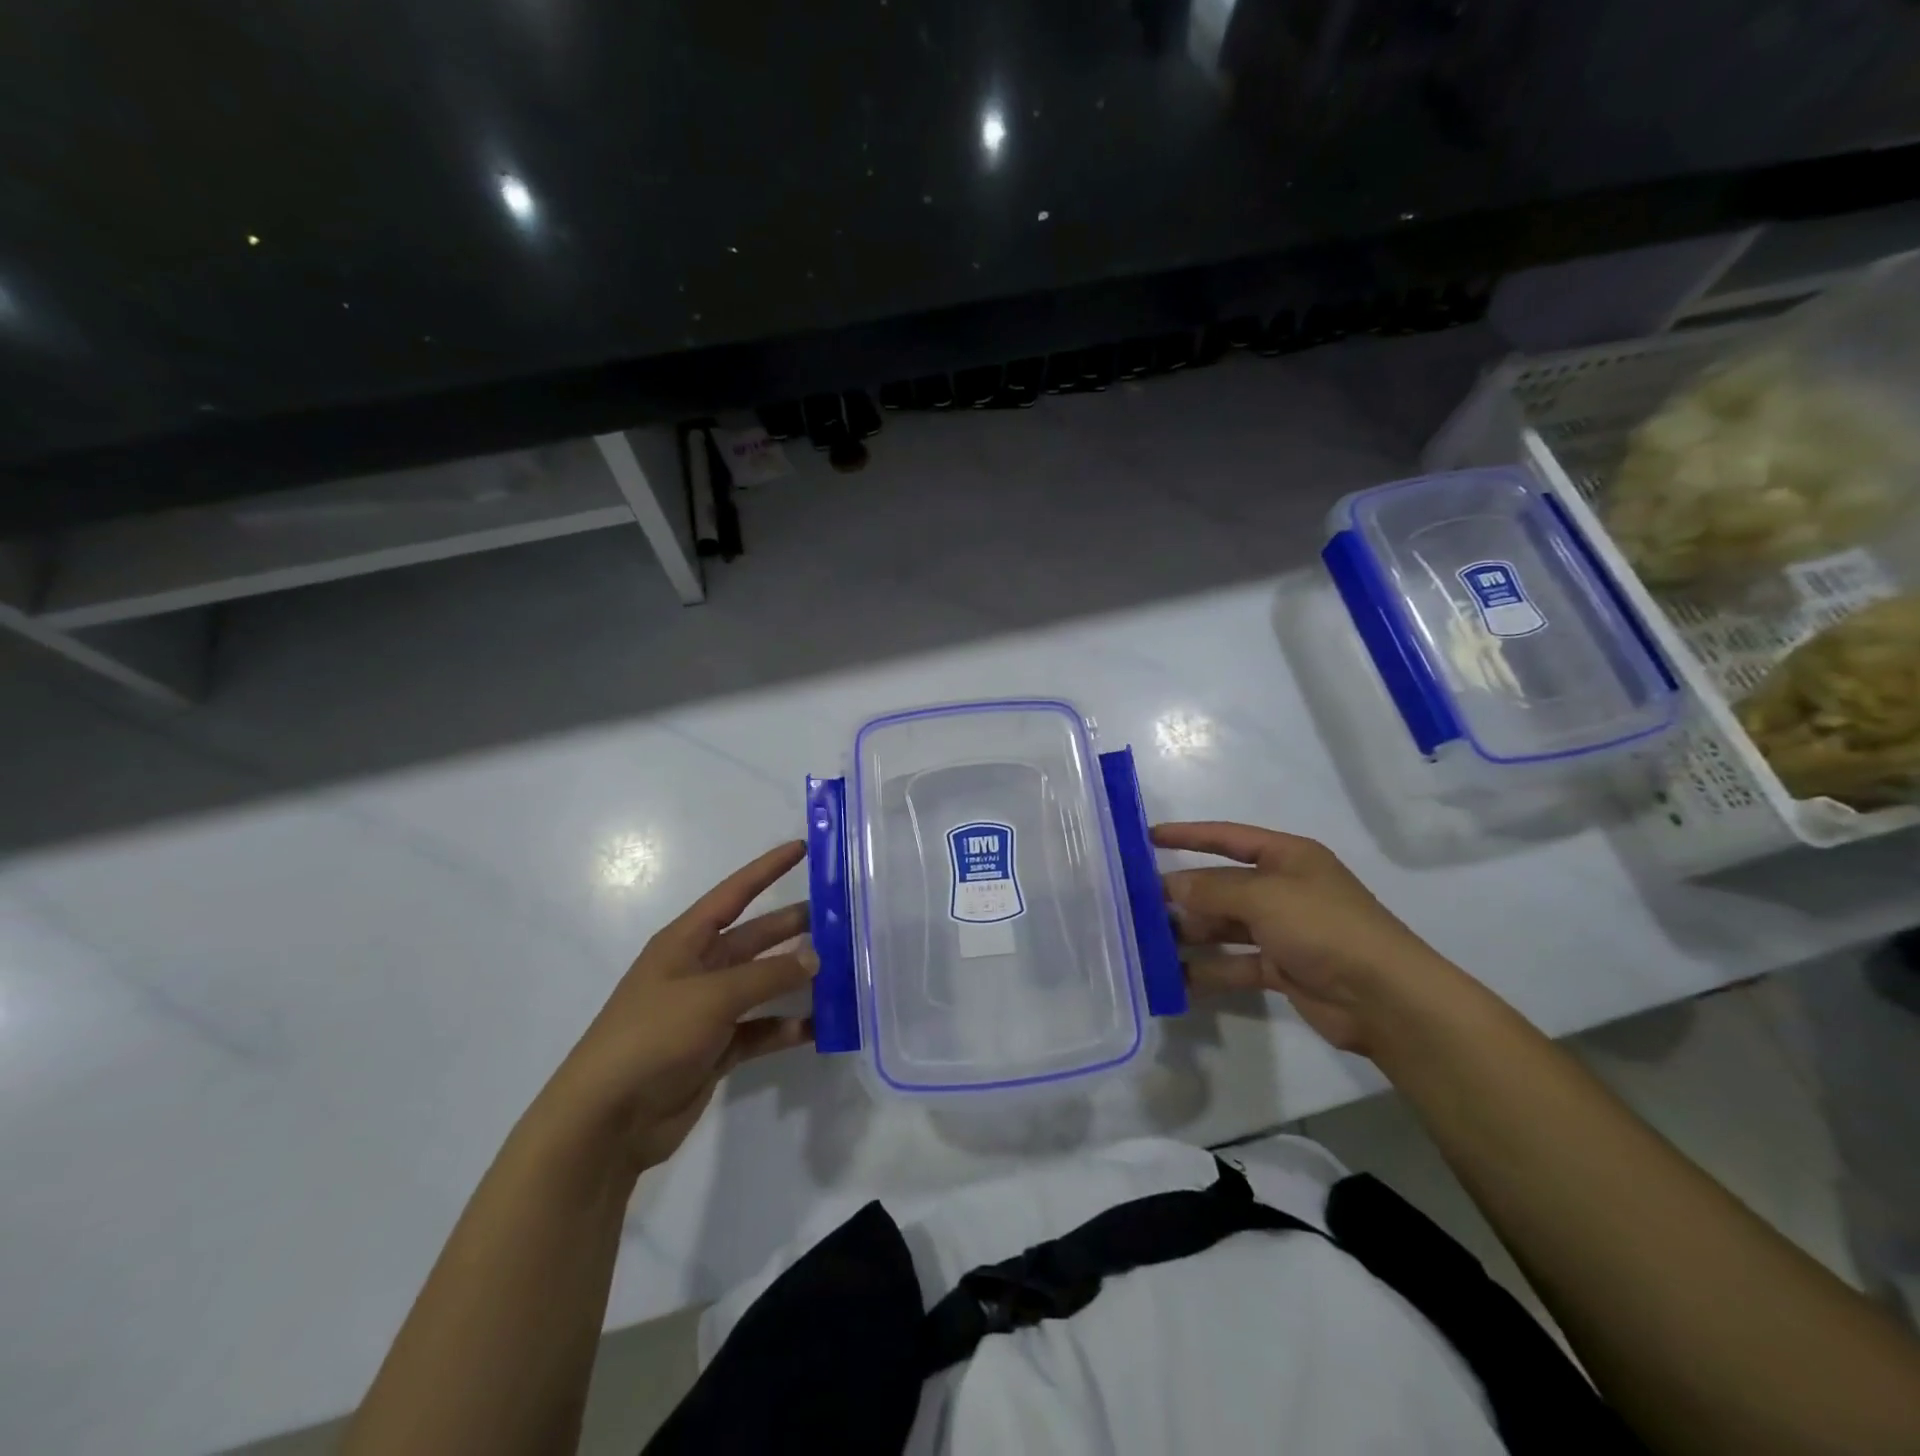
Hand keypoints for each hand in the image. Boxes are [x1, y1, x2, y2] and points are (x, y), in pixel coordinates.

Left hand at [541, 842, 815, 1176]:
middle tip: (840, 917)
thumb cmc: (653, 1036)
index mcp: (685, 942)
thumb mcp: (712, 996)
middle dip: (793, 925)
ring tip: (841, 969)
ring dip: (796, 978)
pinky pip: (760, 1029)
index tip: (803, 847)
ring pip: (762, 984)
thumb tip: (816, 956)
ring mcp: (707, 1011)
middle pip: (755, 938)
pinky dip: (786, 1027)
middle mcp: (698, 969)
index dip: (767, 869)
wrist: (607, 1119)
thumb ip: (768, 975)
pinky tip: (819, 1026)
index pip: (734, 894)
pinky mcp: (716, 1049)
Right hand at [1152, 821, 1456, 1055]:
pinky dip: (1208, 970)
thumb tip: (1170, 886)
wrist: (1386, 999)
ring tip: (1148, 943)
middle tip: (1137, 905)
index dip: (1188, 835)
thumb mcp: (1264, 896)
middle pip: (1222, 886)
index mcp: (1287, 858)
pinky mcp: (1283, 969)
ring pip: (1225, 927)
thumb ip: (1212, 889)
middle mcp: (1284, 890)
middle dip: (1183, 894)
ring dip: (1191, 934)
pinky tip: (1176, 978)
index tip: (1147, 839)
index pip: (1228, 838)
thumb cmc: (1324, 927)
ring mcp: (1284, 931)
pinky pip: (1235, 964)